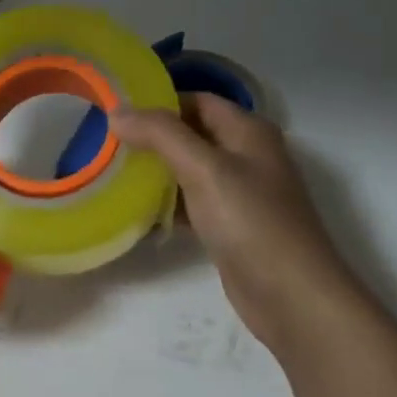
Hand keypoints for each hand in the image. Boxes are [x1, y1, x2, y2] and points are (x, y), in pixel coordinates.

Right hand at [113, 95, 363, 355]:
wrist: (291, 296)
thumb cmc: (251, 221)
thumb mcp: (204, 169)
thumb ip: (161, 135)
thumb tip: (117, 111)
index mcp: (248, 131)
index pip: (196, 100)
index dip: (158, 103)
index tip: (115, 114)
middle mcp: (246, 156)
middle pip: (191, 134)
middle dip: (151, 138)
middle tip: (105, 145)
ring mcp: (240, 194)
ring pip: (188, 171)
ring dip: (155, 172)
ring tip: (111, 174)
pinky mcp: (230, 227)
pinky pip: (191, 204)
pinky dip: (165, 204)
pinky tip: (135, 212)